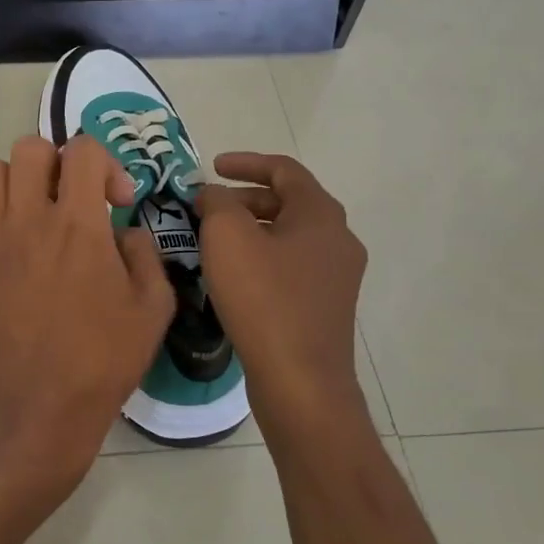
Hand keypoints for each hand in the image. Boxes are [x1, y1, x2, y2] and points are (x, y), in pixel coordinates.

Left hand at [0, 135, 175, 517]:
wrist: (33, 409)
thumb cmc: (101, 362)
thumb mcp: (153, 309)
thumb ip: (145, 254)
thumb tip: (125, 231)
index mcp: (79, 225)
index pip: (83, 150)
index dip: (107, 164)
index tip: (118, 201)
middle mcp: (30, 219)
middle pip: (33, 148)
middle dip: (61, 163)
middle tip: (76, 200)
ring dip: (22, 179)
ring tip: (39, 212)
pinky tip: (18, 245)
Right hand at [195, 153, 368, 447]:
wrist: (301, 381)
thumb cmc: (264, 299)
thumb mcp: (227, 237)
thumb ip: (216, 202)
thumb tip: (213, 194)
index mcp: (321, 215)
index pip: (284, 170)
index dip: (245, 162)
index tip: (211, 168)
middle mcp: (338, 239)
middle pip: (287, 202)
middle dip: (243, 199)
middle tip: (205, 208)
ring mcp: (337, 275)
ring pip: (288, 236)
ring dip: (250, 229)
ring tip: (212, 241)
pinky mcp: (326, 305)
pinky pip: (291, 265)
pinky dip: (261, 257)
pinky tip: (233, 276)